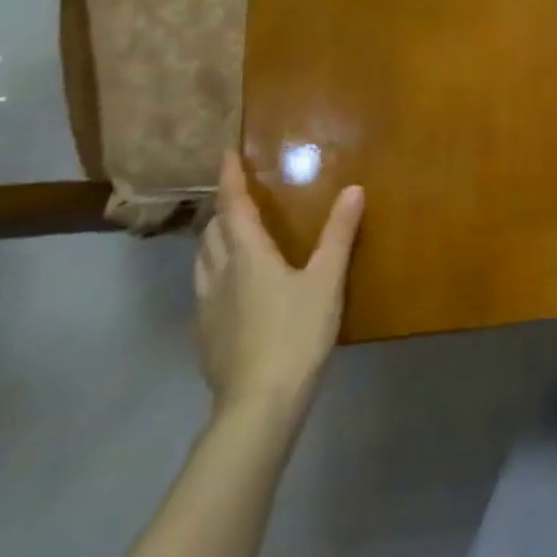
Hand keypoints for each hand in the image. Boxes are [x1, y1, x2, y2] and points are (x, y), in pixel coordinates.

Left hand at [195, 151, 363, 415]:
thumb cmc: (296, 332)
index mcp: (247, 256)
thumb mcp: (327, 280)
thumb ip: (339, 235)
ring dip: (215, 241)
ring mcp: (207, 306)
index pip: (233, 207)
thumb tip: (353, 189)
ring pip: (203, 261)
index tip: (224, 154)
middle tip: (240, 198)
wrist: (258, 402)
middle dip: (223, 210)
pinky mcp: (206, 334)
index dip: (229, 179)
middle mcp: (219, 274)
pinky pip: (205, 288)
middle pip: (212, 233)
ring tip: (232, 236)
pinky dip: (216, 271)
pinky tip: (235, 288)